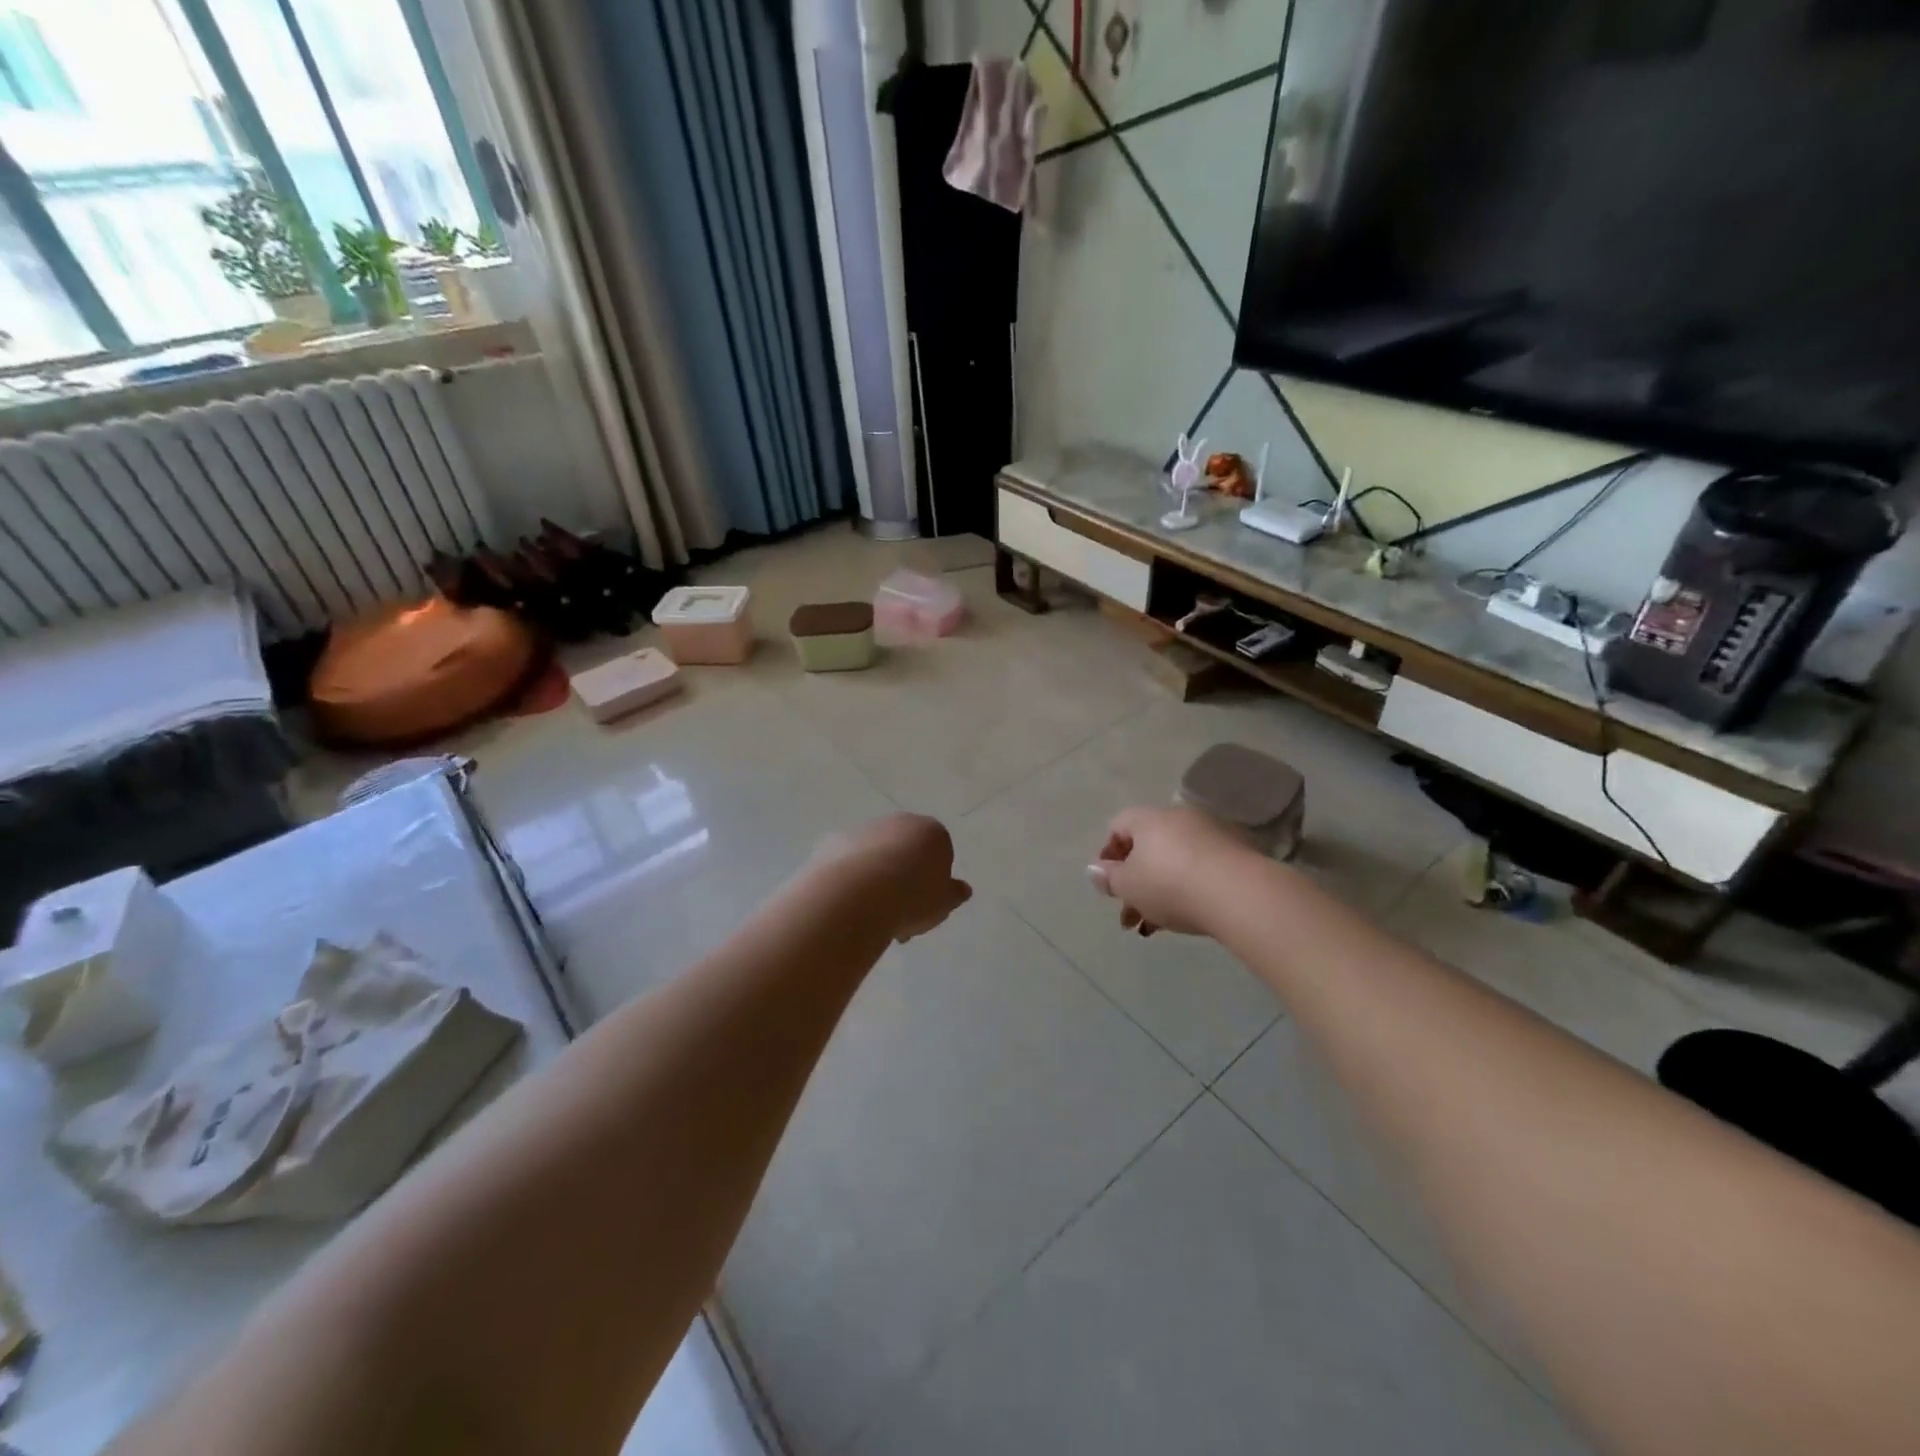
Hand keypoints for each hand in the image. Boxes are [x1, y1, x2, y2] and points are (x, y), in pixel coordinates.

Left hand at [811, 813, 972, 942]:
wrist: (857, 895)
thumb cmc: (912, 898)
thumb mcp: (943, 904)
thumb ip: (954, 894)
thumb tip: (962, 888)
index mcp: (932, 832)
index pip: (939, 853)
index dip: (933, 883)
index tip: (926, 907)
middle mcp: (898, 822)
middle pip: (905, 851)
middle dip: (903, 879)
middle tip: (899, 916)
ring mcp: (864, 829)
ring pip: (876, 856)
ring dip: (876, 879)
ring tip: (871, 916)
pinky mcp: (834, 842)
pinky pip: (848, 863)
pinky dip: (850, 879)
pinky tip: (848, 904)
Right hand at [1087, 805, 1249, 936]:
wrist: (1239, 893)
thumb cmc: (1170, 884)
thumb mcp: (1128, 886)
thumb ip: (1108, 878)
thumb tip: (1096, 869)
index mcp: (1148, 818)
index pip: (1118, 826)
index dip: (1108, 855)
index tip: (1109, 884)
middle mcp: (1179, 819)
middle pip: (1147, 847)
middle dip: (1134, 882)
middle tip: (1129, 915)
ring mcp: (1210, 834)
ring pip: (1174, 862)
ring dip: (1159, 891)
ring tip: (1154, 926)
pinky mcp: (1236, 855)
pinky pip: (1200, 870)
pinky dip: (1188, 890)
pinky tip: (1186, 918)